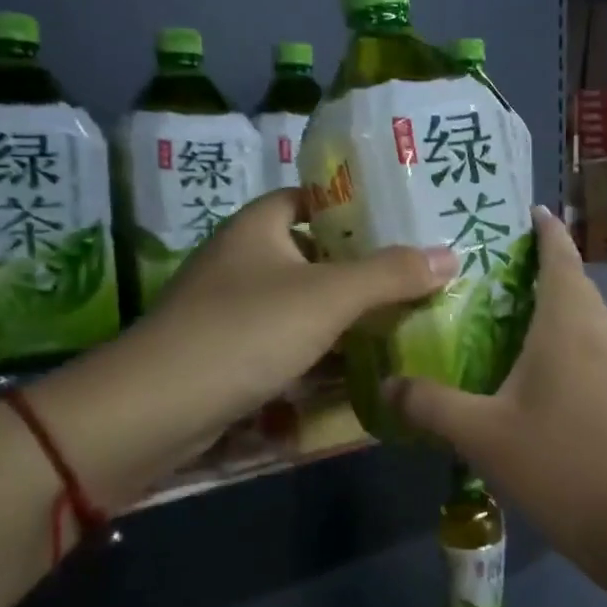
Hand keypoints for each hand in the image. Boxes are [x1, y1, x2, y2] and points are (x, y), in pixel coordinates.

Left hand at [32, 189, 453, 504]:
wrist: (155, 409)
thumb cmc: (245, 331)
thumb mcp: (328, 297)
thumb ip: (390, 275)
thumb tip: (450, 255)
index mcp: (259, 226)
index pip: (312, 197)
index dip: (356, 205)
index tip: (406, 220)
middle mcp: (244, 260)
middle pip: (315, 253)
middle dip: (364, 267)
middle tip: (420, 275)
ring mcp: (234, 310)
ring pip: (304, 304)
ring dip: (347, 315)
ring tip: (406, 319)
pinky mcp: (232, 356)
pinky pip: (289, 344)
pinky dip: (322, 353)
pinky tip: (363, 367)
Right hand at [386, 208, 606, 565]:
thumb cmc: (561, 464)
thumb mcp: (483, 435)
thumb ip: (432, 405)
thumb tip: (387, 384)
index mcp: (567, 327)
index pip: (560, 257)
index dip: (547, 230)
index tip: (528, 210)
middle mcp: (596, 335)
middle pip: (575, 282)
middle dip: (545, 262)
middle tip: (497, 260)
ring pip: (583, 317)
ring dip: (554, 301)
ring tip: (507, 305)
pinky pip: (586, 348)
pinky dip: (560, 338)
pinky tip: (529, 365)